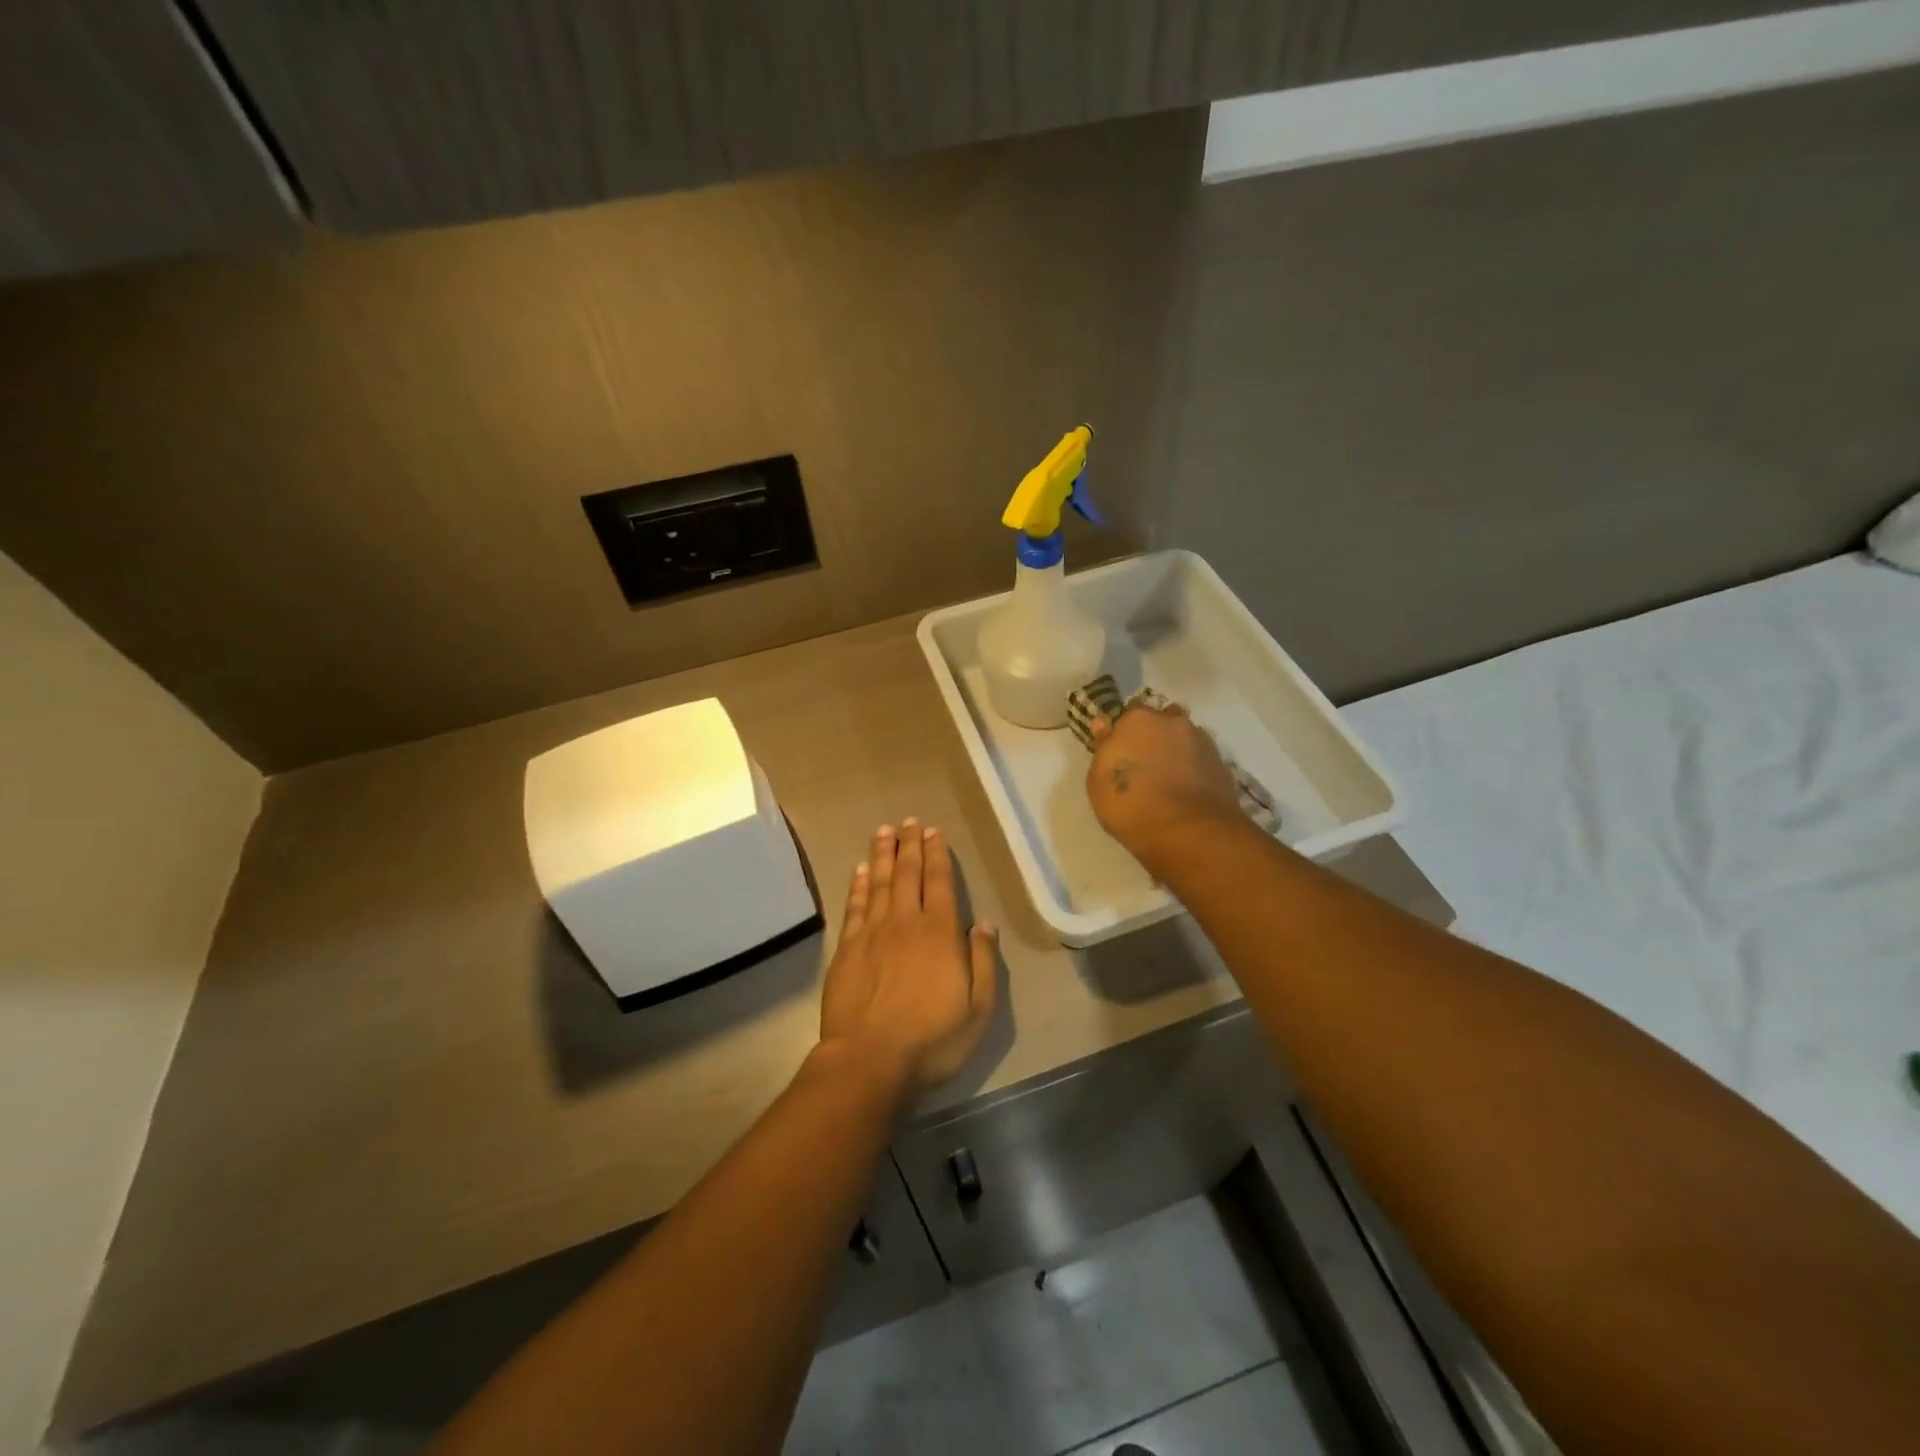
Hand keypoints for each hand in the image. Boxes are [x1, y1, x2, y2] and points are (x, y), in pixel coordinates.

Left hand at [818, 819, 998, 1094]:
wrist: (869, 1060)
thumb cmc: (932, 1040)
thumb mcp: (978, 1009)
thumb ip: (983, 961)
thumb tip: (985, 922)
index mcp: (940, 933)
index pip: (940, 883)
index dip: (938, 854)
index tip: (934, 832)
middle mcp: (906, 923)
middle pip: (908, 874)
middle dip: (910, 845)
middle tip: (910, 821)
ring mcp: (873, 933)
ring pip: (880, 882)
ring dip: (883, 854)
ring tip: (885, 831)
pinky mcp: (847, 948)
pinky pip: (855, 906)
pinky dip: (859, 884)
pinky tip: (861, 869)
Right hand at [1087, 705, 1243, 864]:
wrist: (1190, 832)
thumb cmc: (1132, 806)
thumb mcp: (1098, 782)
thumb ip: (1103, 747)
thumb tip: (1103, 723)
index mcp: (1136, 719)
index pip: (1126, 716)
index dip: (1123, 735)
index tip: (1120, 756)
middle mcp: (1170, 720)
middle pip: (1158, 721)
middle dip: (1152, 736)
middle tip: (1144, 766)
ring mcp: (1200, 739)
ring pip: (1182, 737)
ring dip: (1174, 748)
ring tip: (1168, 777)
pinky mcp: (1220, 761)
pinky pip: (1199, 756)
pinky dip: (1193, 765)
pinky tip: (1187, 787)